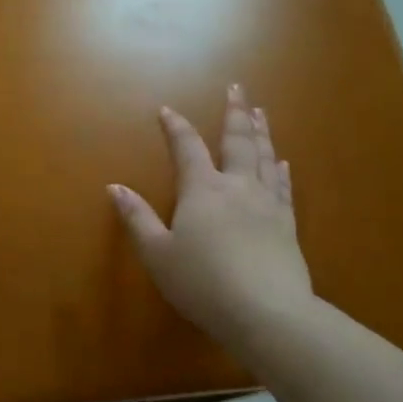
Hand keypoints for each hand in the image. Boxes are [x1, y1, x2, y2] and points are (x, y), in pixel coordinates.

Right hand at [109, 85, 316, 345]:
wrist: (267, 313)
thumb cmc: (203, 283)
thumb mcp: (158, 254)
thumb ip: (137, 219)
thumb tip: (115, 187)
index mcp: (202, 190)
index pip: (187, 148)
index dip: (176, 127)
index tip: (167, 110)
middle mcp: (236, 187)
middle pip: (237, 141)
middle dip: (234, 113)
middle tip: (237, 88)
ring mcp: (267, 204)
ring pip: (264, 158)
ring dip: (261, 132)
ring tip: (260, 112)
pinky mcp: (287, 225)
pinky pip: (283, 188)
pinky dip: (280, 170)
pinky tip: (281, 162)